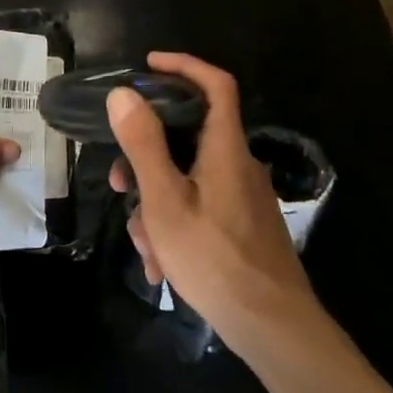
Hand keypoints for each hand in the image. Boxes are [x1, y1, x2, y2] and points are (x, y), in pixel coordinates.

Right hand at [109, 53, 319, 352]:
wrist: (272, 326)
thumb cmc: (214, 257)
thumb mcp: (165, 200)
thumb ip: (144, 145)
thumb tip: (123, 94)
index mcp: (225, 148)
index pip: (215, 84)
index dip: (183, 65)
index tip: (147, 66)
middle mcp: (238, 164)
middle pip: (189, 138)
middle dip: (148, 158)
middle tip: (120, 183)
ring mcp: (242, 196)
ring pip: (188, 179)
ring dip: (157, 204)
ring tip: (144, 245)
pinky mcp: (243, 224)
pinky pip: (200, 207)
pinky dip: (176, 225)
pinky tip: (162, 265)